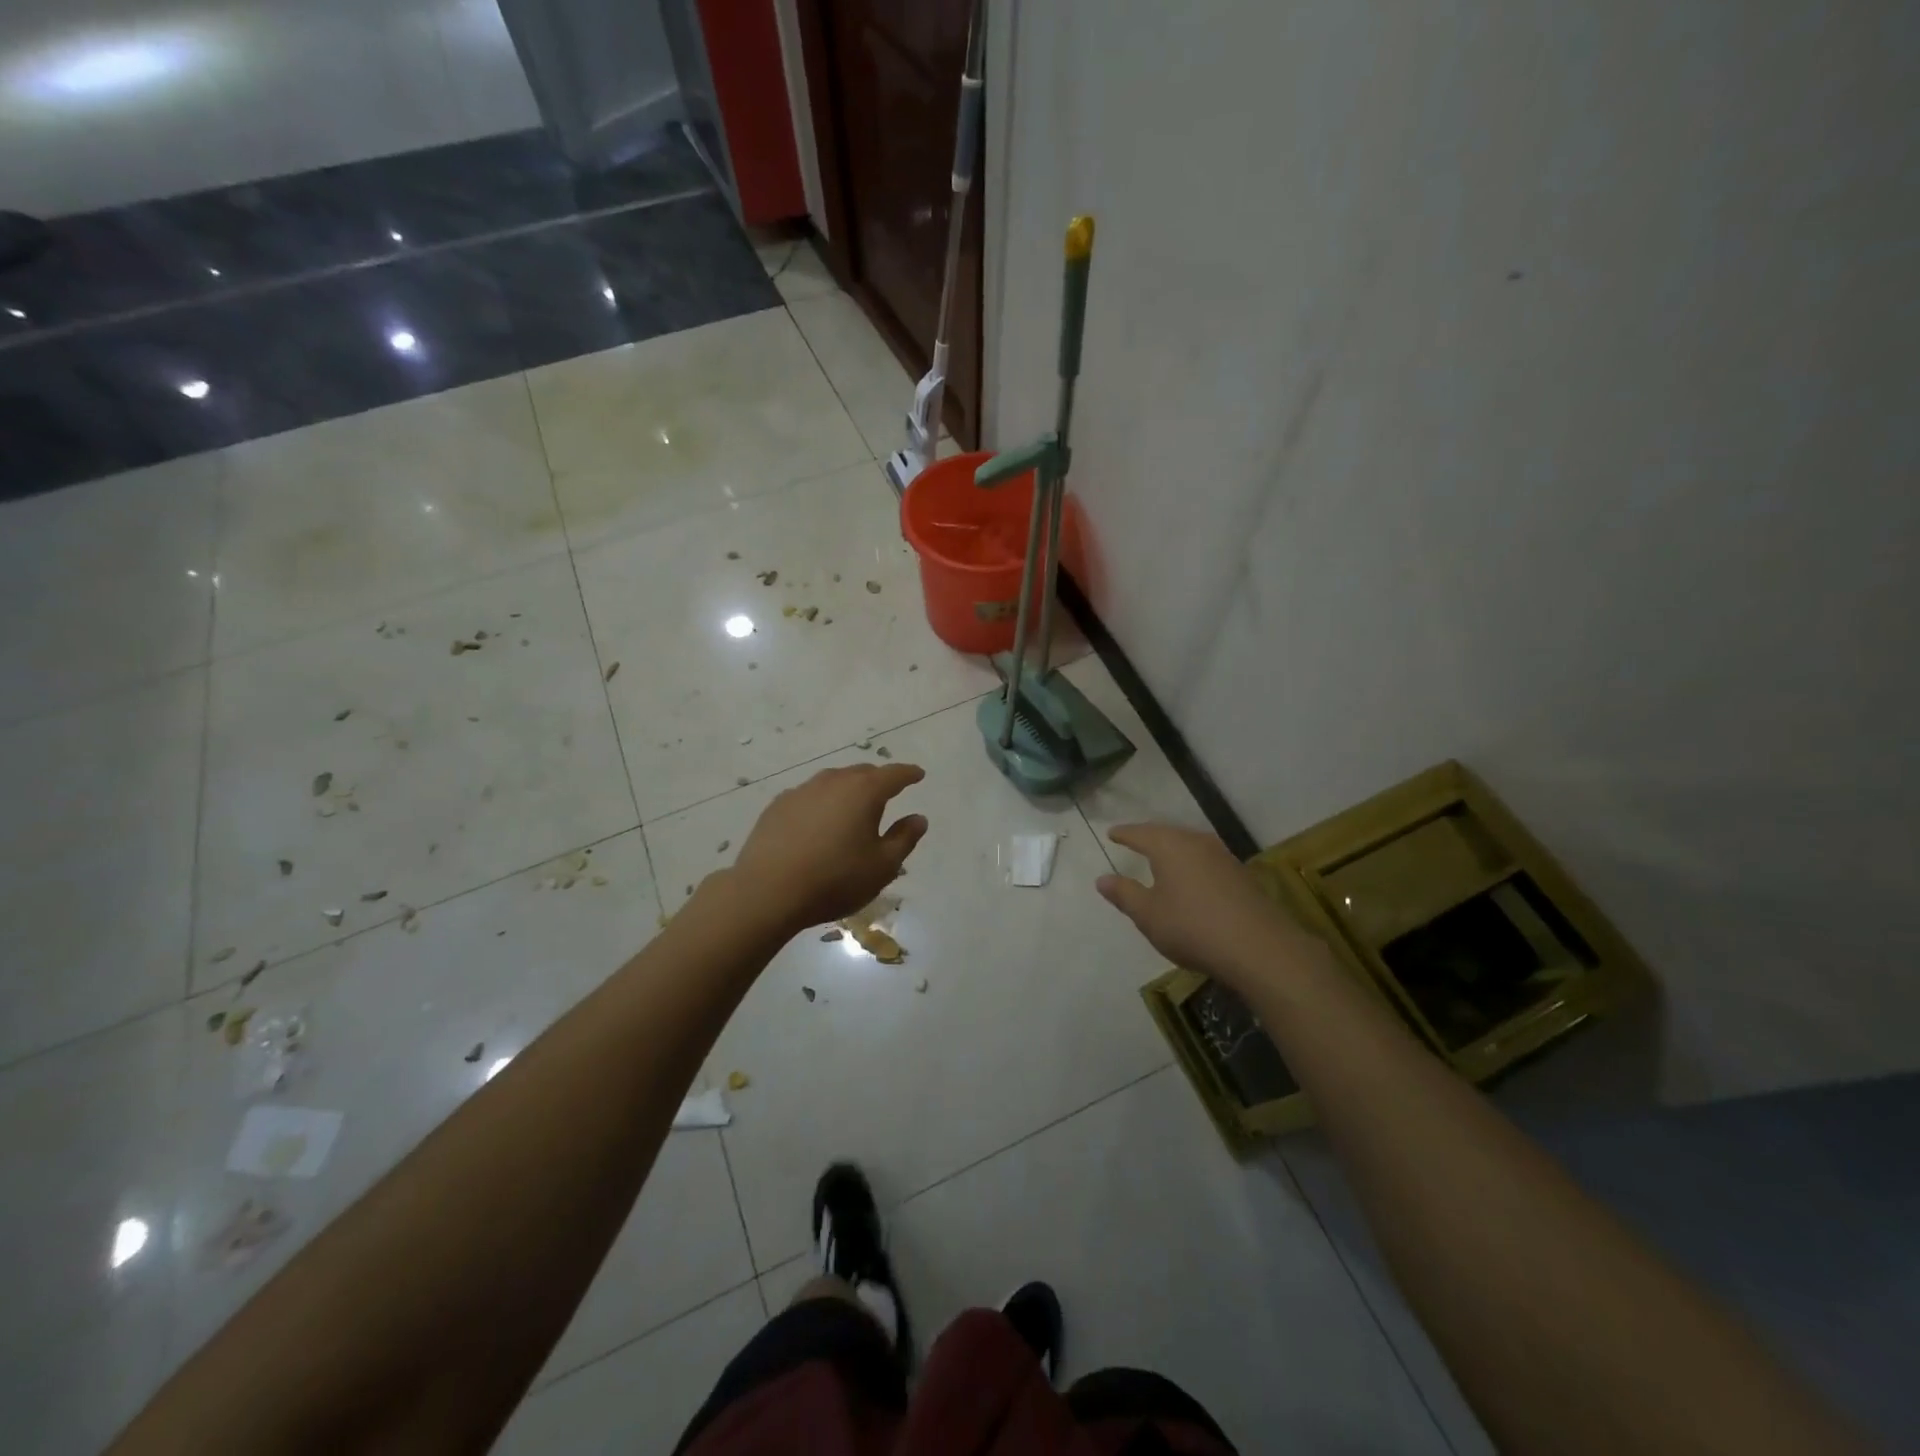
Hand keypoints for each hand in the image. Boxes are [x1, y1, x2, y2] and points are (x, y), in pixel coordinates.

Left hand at [732, 763, 928, 932]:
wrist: (768, 891)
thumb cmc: (835, 879)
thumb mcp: (882, 866)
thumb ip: (904, 838)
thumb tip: (918, 818)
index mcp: (864, 792)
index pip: (893, 775)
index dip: (909, 774)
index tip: (918, 775)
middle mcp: (833, 782)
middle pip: (861, 773)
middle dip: (878, 779)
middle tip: (887, 792)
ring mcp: (801, 791)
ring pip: (832, 781)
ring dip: (847, 789)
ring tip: (853, 806)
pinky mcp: (777, 806)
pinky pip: (809, 796)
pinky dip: (821, 802)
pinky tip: (818, 821)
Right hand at [1096, 824, 1329, 994]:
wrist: (1259, 947)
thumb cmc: (1192, 927)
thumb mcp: (1148, 915)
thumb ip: (1124, 894)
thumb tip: (1102, 878)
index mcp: (1169, 846)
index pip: (1140, 833)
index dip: (1124, 833)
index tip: (1112, 833)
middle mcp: (1196, 842)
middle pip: (1167, 833)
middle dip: (1149, 836)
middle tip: (1135, 840)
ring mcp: (1222, 856)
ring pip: (1190, 844)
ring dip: (1173, 849)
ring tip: (1161, 857)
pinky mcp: (1240, 874)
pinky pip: (1206, 859)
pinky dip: (1192, 863)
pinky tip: (1191, 877)